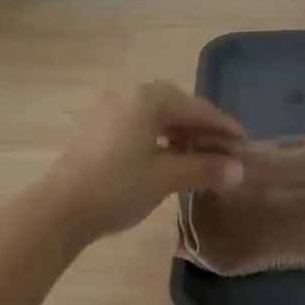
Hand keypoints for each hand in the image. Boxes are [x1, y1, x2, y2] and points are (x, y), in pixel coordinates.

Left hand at [41, 82, 246, 240]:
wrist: (59, 209)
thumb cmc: (117, 187)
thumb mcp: (166, 178)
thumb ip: (204, 169)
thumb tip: (239, 170)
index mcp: (146, 98)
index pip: (196, 108)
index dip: (223, 126)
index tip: (245, 143)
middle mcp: (126, 95)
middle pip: (174, 107)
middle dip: (201, 128)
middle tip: (224, 149)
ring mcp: (106, 111)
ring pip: (154, 116)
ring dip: (179, 133)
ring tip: (199, 155)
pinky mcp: (94, 129)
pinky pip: (136, 126)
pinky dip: (157, 138)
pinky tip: (166, 158)